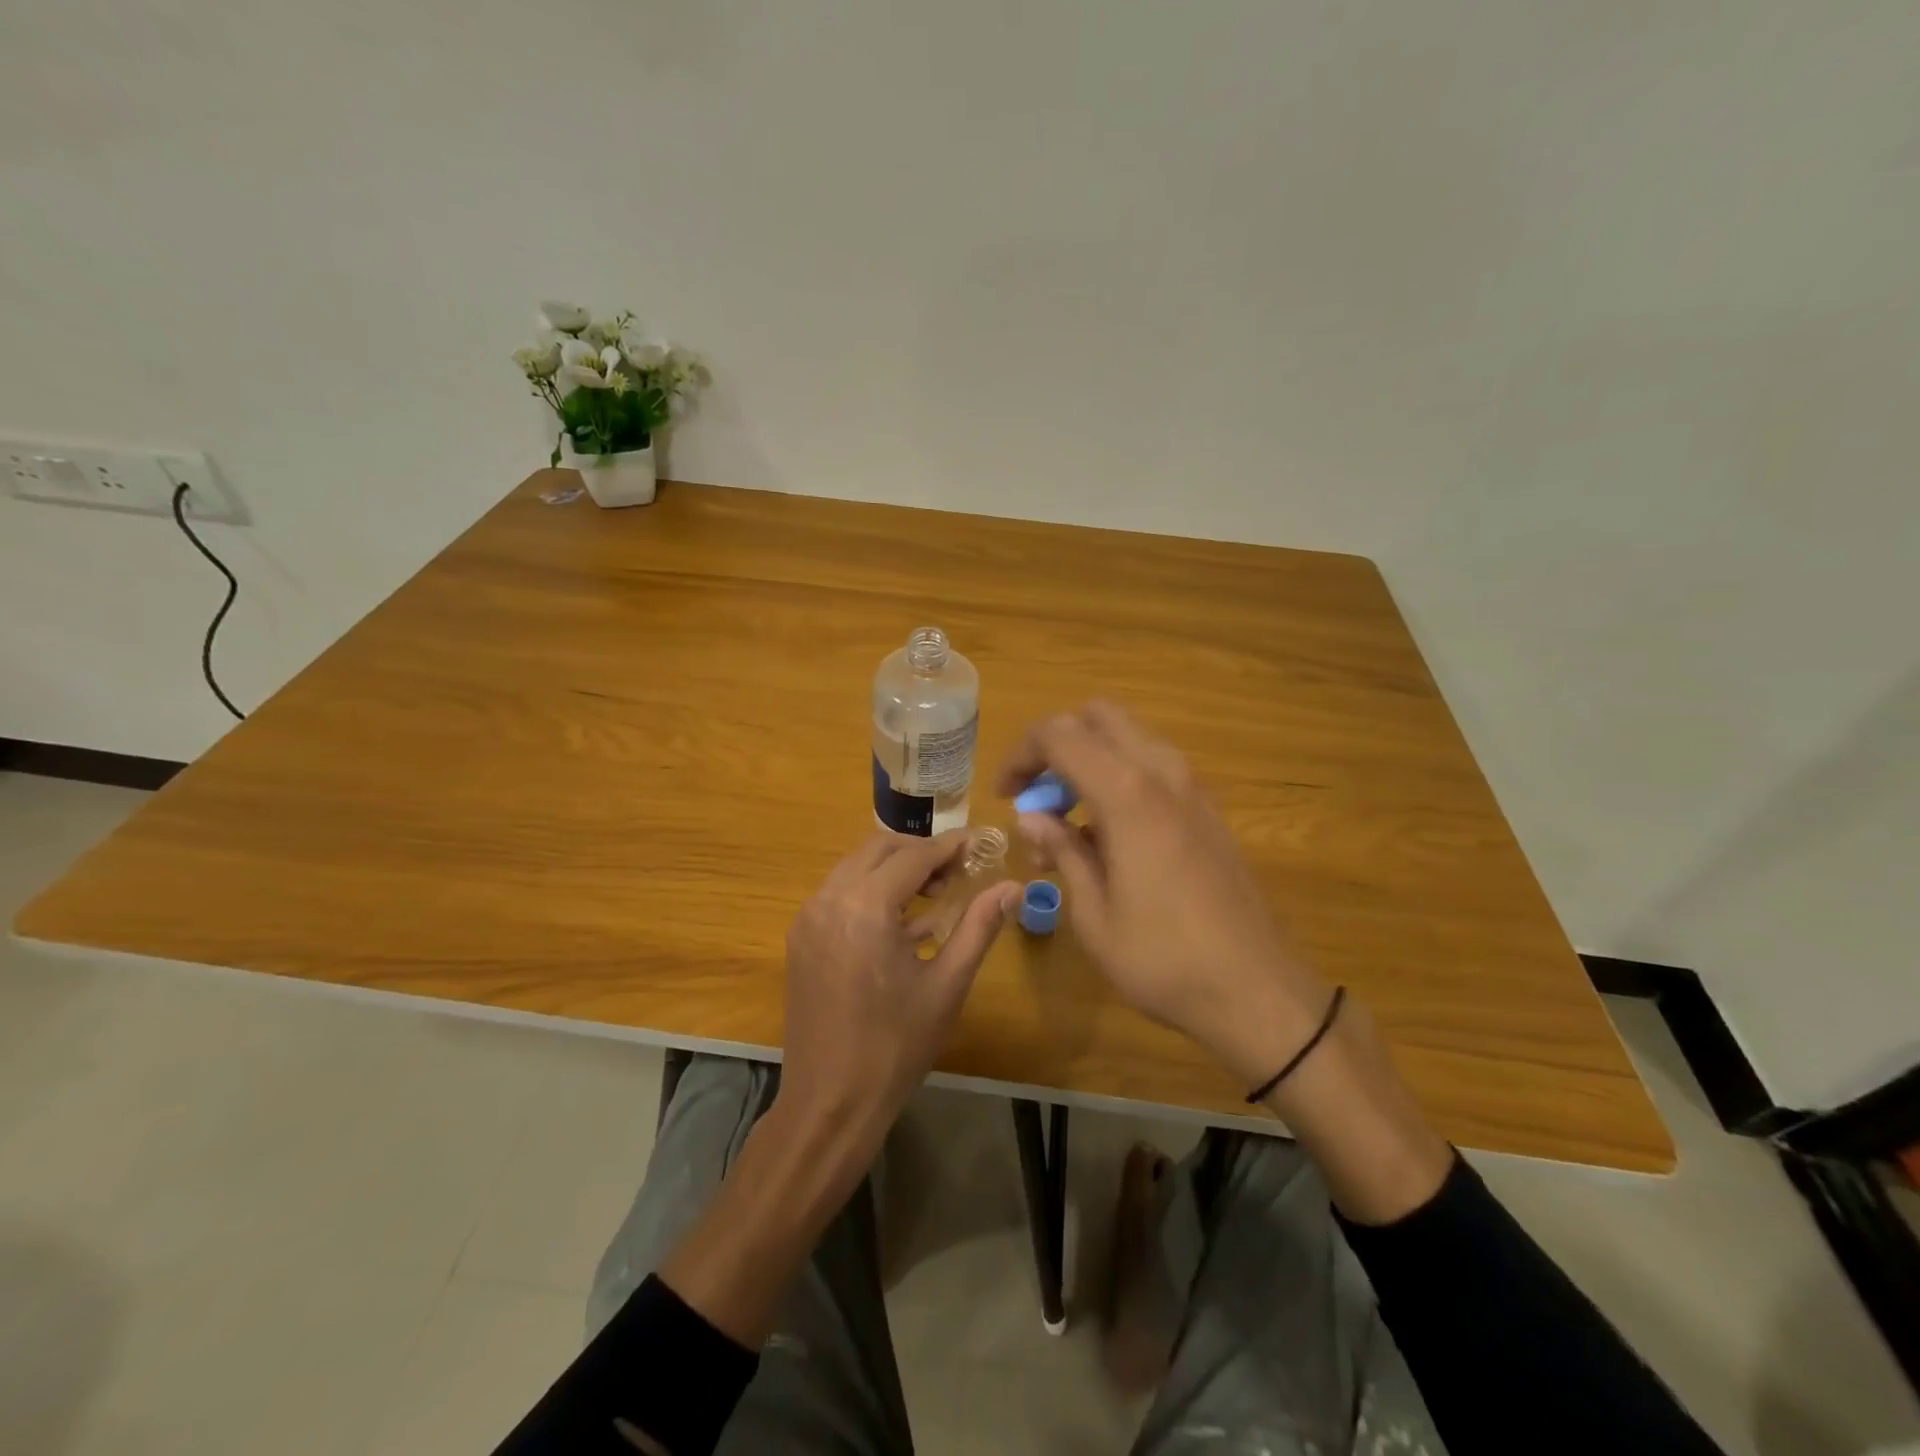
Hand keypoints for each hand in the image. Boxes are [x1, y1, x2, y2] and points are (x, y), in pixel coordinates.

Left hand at [777, 829, 1018, 1178]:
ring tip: (933, 894)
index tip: (980, 844)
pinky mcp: (800, 937)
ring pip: (855, 866)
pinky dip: (870, 889)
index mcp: (865, 908)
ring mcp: (808, 917)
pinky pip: (839, 892)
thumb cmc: (896, 1046)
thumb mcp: (947, 985)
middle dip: (920, 852)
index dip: (950, 847)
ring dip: (894, 868)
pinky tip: (899, 920)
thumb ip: (979, 927)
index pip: (913, 856)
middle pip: (878, 848)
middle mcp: (829, 899)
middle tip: (957, 872)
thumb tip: (1012, 887)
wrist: (830, 1102)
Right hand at [996, 702, 1332, 1088]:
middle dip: (1057, 744)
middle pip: (1098, 717)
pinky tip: (1110, 835)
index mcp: (1127, 793)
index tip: (1005, 796)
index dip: (1021, 755)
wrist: (1256, 991)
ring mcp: (1193, 788)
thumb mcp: (1093, 913)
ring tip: (1068, 823)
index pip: (1059, 735)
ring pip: (1130, 737)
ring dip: (1090, 760)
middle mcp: (1163, 773)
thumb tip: (1032, 817)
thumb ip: (1062, 850)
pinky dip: (1121, 777)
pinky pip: (1155, 766)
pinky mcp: (1209, 809)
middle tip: (1037, 795)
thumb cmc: (1162, 958)